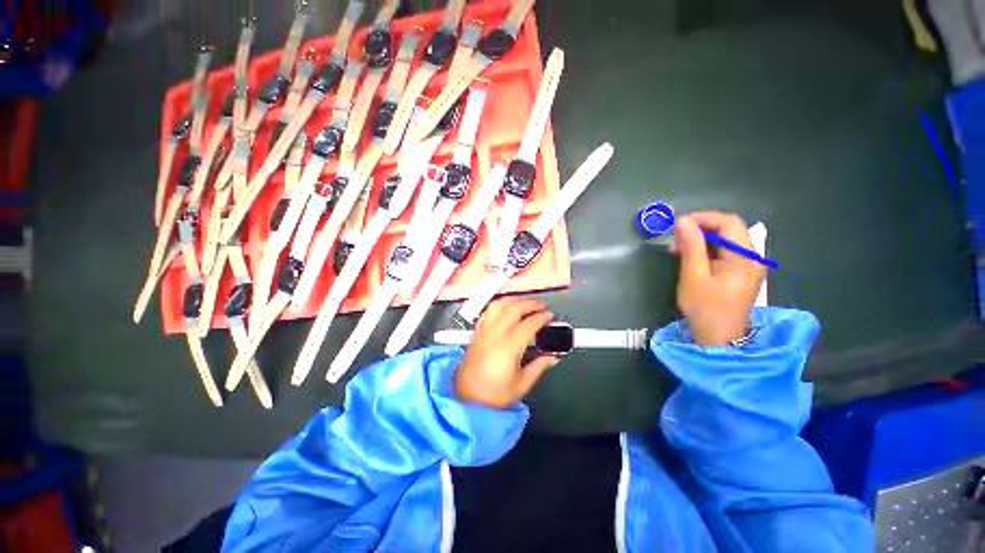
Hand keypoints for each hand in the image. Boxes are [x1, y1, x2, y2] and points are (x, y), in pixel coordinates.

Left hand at [455, 298, 558, 408]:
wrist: (467, 399)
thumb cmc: (494, 395)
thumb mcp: (521, 385)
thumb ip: (539, 367)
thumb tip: (553, 357)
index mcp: (507, 348)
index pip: (528, 324)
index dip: (541, 318)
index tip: (550, 316)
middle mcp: (494, 334)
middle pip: (513, 309)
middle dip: (530, 303)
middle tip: (541, 306)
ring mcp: (484, 331)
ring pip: (499, 305)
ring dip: (514, 300)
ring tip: (526, 303)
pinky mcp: (477, 332)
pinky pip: (489, 311)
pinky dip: (500, 304)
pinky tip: (507, 307)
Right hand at [671, 212, 765, 346]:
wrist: (718, 337)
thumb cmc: (705, 307)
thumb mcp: (694, 275)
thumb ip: (691, 246)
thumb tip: (682, 221)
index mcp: (746, 257)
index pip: (729, 222)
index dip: (703, 218)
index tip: (678, 225)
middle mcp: (752, 257)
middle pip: (729, 229)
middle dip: (700, 229)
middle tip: (676, 239)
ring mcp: (748, 265)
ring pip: (725, 240)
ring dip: (701, 239)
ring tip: (678, 249)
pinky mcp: (740, 272)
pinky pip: (724, 252)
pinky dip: (706, 250)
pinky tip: (690, 257)